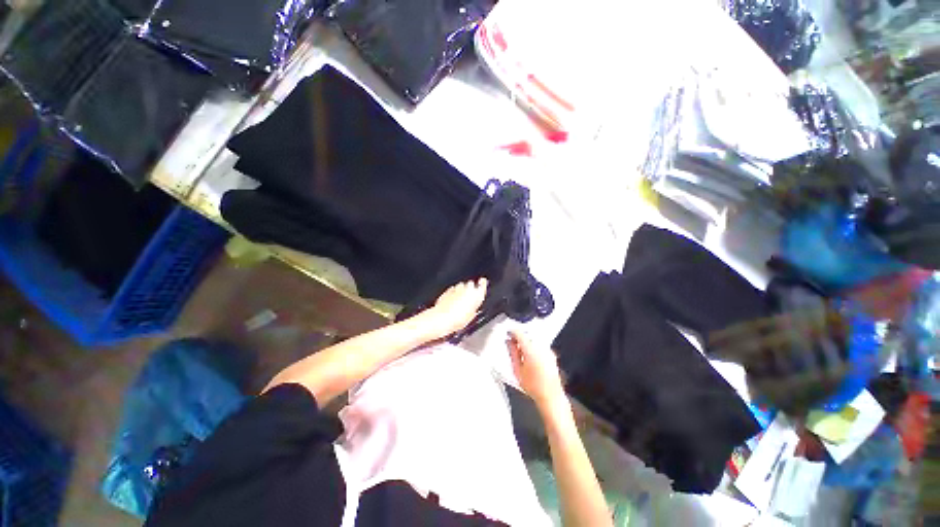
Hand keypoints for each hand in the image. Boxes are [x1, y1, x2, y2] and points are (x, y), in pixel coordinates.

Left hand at [423, 279, 487, 337]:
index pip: (482, 285)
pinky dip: (453, 294)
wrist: (441, 319)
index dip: (483, 284)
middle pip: (470, 285)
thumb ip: (474, 308)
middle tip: (468, 299)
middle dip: (470, 290)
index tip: (482, 282)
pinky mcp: (447, 291)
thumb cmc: (457, 319)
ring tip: (459, 302)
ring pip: (461, 286)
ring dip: (461, 291)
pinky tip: (451, 302)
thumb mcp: (471, 316)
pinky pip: (452, 290)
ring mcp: (456, 288)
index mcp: (476, 294)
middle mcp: (467, 288)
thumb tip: (473, 308)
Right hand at [507, 330, 566, 410]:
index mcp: (531, 350)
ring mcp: (547, 350)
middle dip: (519, 336)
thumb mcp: (517, 370)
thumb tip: (509, 342)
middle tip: (512, 341)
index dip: (512, 332)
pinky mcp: (551, 355)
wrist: (550, 397)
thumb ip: (512, 353)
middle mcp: (541, 347)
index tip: (508, 333)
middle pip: (528, 334)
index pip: (520, 333)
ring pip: (534, 338)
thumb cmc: (533, 386)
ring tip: (520, 348)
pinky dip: (533, 345)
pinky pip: (540, 344)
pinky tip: (529, 354)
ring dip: (526, 340)